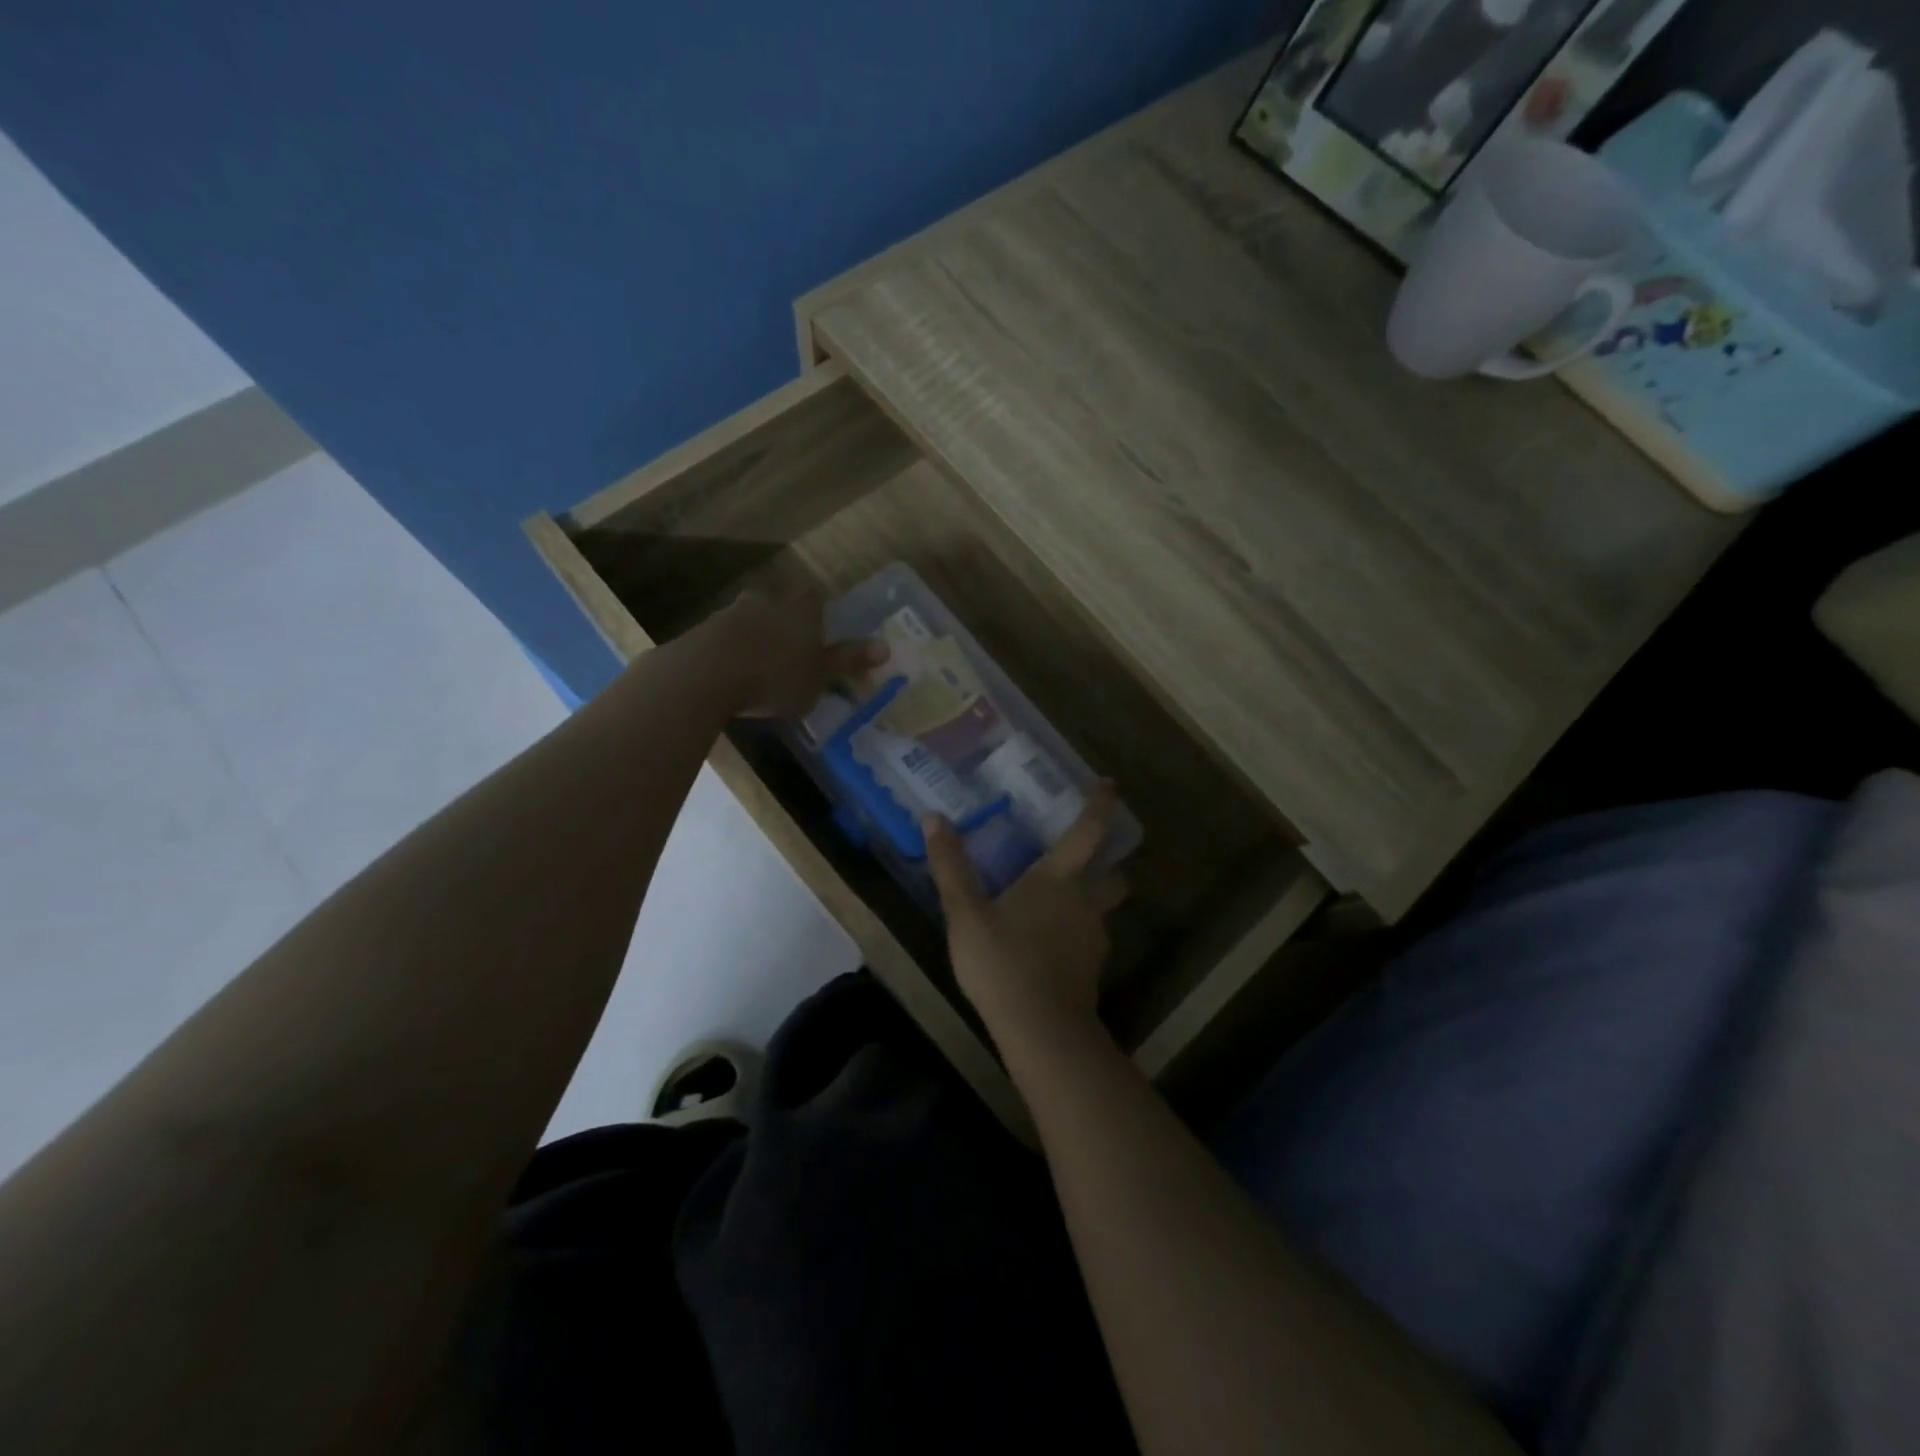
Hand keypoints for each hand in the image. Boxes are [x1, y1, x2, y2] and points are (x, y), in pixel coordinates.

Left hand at [707, 590, 886, 717]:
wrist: (705, 676)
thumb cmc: (775, 677)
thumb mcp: (820, 676)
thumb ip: (848, 661)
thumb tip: (886, 646)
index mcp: (800, 610)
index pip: (813, 599)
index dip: (816, 614)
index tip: (818, 635)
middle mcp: (766, 602)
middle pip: (778, 604)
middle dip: (783, 622)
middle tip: (788, 650)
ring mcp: (730, 613)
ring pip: (748, 619)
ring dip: (753, 637)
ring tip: (757, 667)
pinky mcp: (701, 632)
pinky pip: (722, 638)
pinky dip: (728, 652)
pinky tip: (729, 675)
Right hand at [924, 785, 1128, 1040]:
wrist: (1042, 1030)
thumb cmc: (1002, 962)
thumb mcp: (965, 913)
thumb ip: (950, 866)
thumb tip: (933, 817)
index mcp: (1059, 878)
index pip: (1090, 830)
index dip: (1101, 804)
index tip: (1108, 784)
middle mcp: (1086, 901)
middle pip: (1114, 872)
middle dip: (1108, 859)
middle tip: (1087, 853)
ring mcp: (1093, 937)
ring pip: (1104, 908)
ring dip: (1093, 897)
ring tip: (1062, 900)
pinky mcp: (1092, 969)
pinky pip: (1092, 938)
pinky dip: (1079, 931)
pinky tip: (1053, 943)